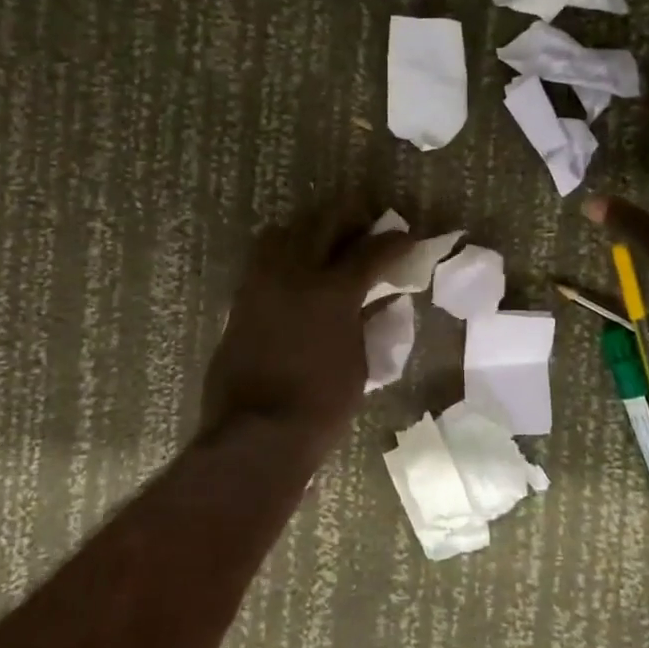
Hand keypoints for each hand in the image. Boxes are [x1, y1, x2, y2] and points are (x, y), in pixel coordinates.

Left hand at [200, 202, 412, 458]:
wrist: (258, 432)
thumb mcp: (359, 362)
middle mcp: (295, 274)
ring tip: (325, 240)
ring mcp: (262, 284)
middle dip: (349, 215)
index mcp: (333, 291)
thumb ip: (367, 322)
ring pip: (285, 233)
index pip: (371, 251)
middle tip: (366, 220)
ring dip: (309, 228)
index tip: (407, 236)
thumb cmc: (322, 404)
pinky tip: (296, 268)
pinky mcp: (241, 300)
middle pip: (323, 223)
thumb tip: (380, 301)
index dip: (394, 242)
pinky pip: (262, 259)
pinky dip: (283, 253)